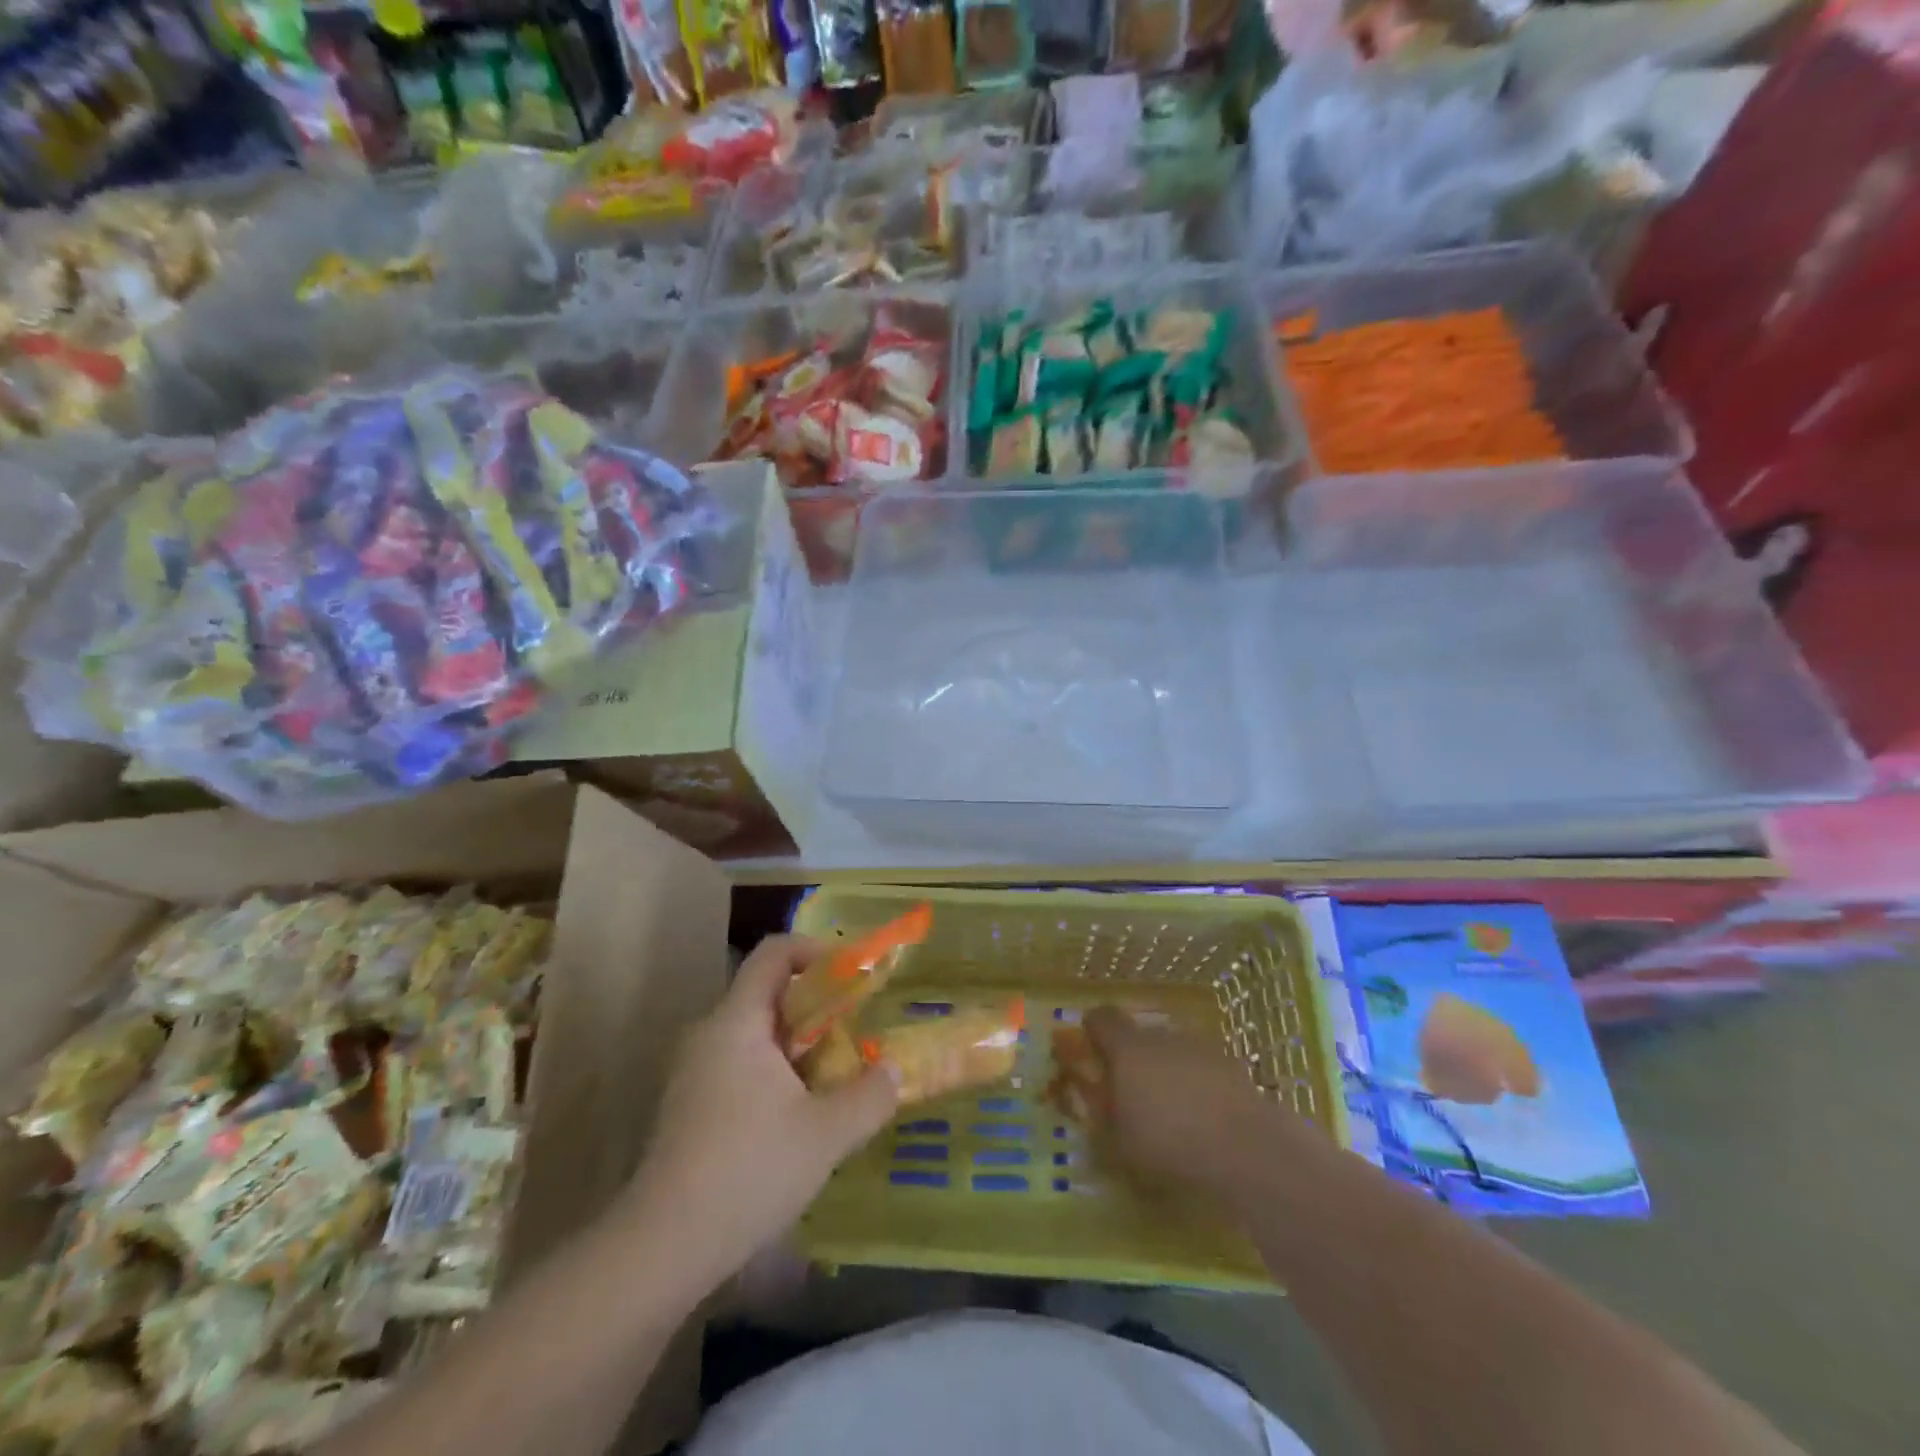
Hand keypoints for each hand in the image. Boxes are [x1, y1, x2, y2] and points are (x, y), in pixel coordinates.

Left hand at [621, 936, 899, 1292]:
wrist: (660, 1249)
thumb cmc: (747, 1172)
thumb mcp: (826, 1134)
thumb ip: (870, 1095)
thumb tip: (893, 1070)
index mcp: (738, 1022)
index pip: (775, 953)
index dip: (817, 951)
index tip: (853, 977)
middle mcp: (711, 1034)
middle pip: (769, 993)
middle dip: (818, 1006)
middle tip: (856, 1033)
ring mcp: (695, 1071)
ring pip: (757, 1034)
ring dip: (800, 1045)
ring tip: (835, 1078)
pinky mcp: (690, 1106)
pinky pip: (741, 1065)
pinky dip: (776, 1072)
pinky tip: (799, 1117)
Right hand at [1083, 1008, 1276, 1194]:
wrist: (1247, 1148)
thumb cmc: (1169, 1142)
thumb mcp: (1119, 1141)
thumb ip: (1104, 1115)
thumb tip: (1099, 1101)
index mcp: (1128, 1047)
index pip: (1101, 1018)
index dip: (1094, 1031)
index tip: (1092, 1053)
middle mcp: (1162, 1035)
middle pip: (1140, 1035)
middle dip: (1134, 1058)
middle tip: (1134, 1093)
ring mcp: (1201, 1047)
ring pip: (1174, 1051)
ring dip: (1169, 1071)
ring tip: (1173, 1110)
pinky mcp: (1233, 1065)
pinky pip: (1204, 1069)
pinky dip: (1200, 1085)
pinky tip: (1205, 1119)